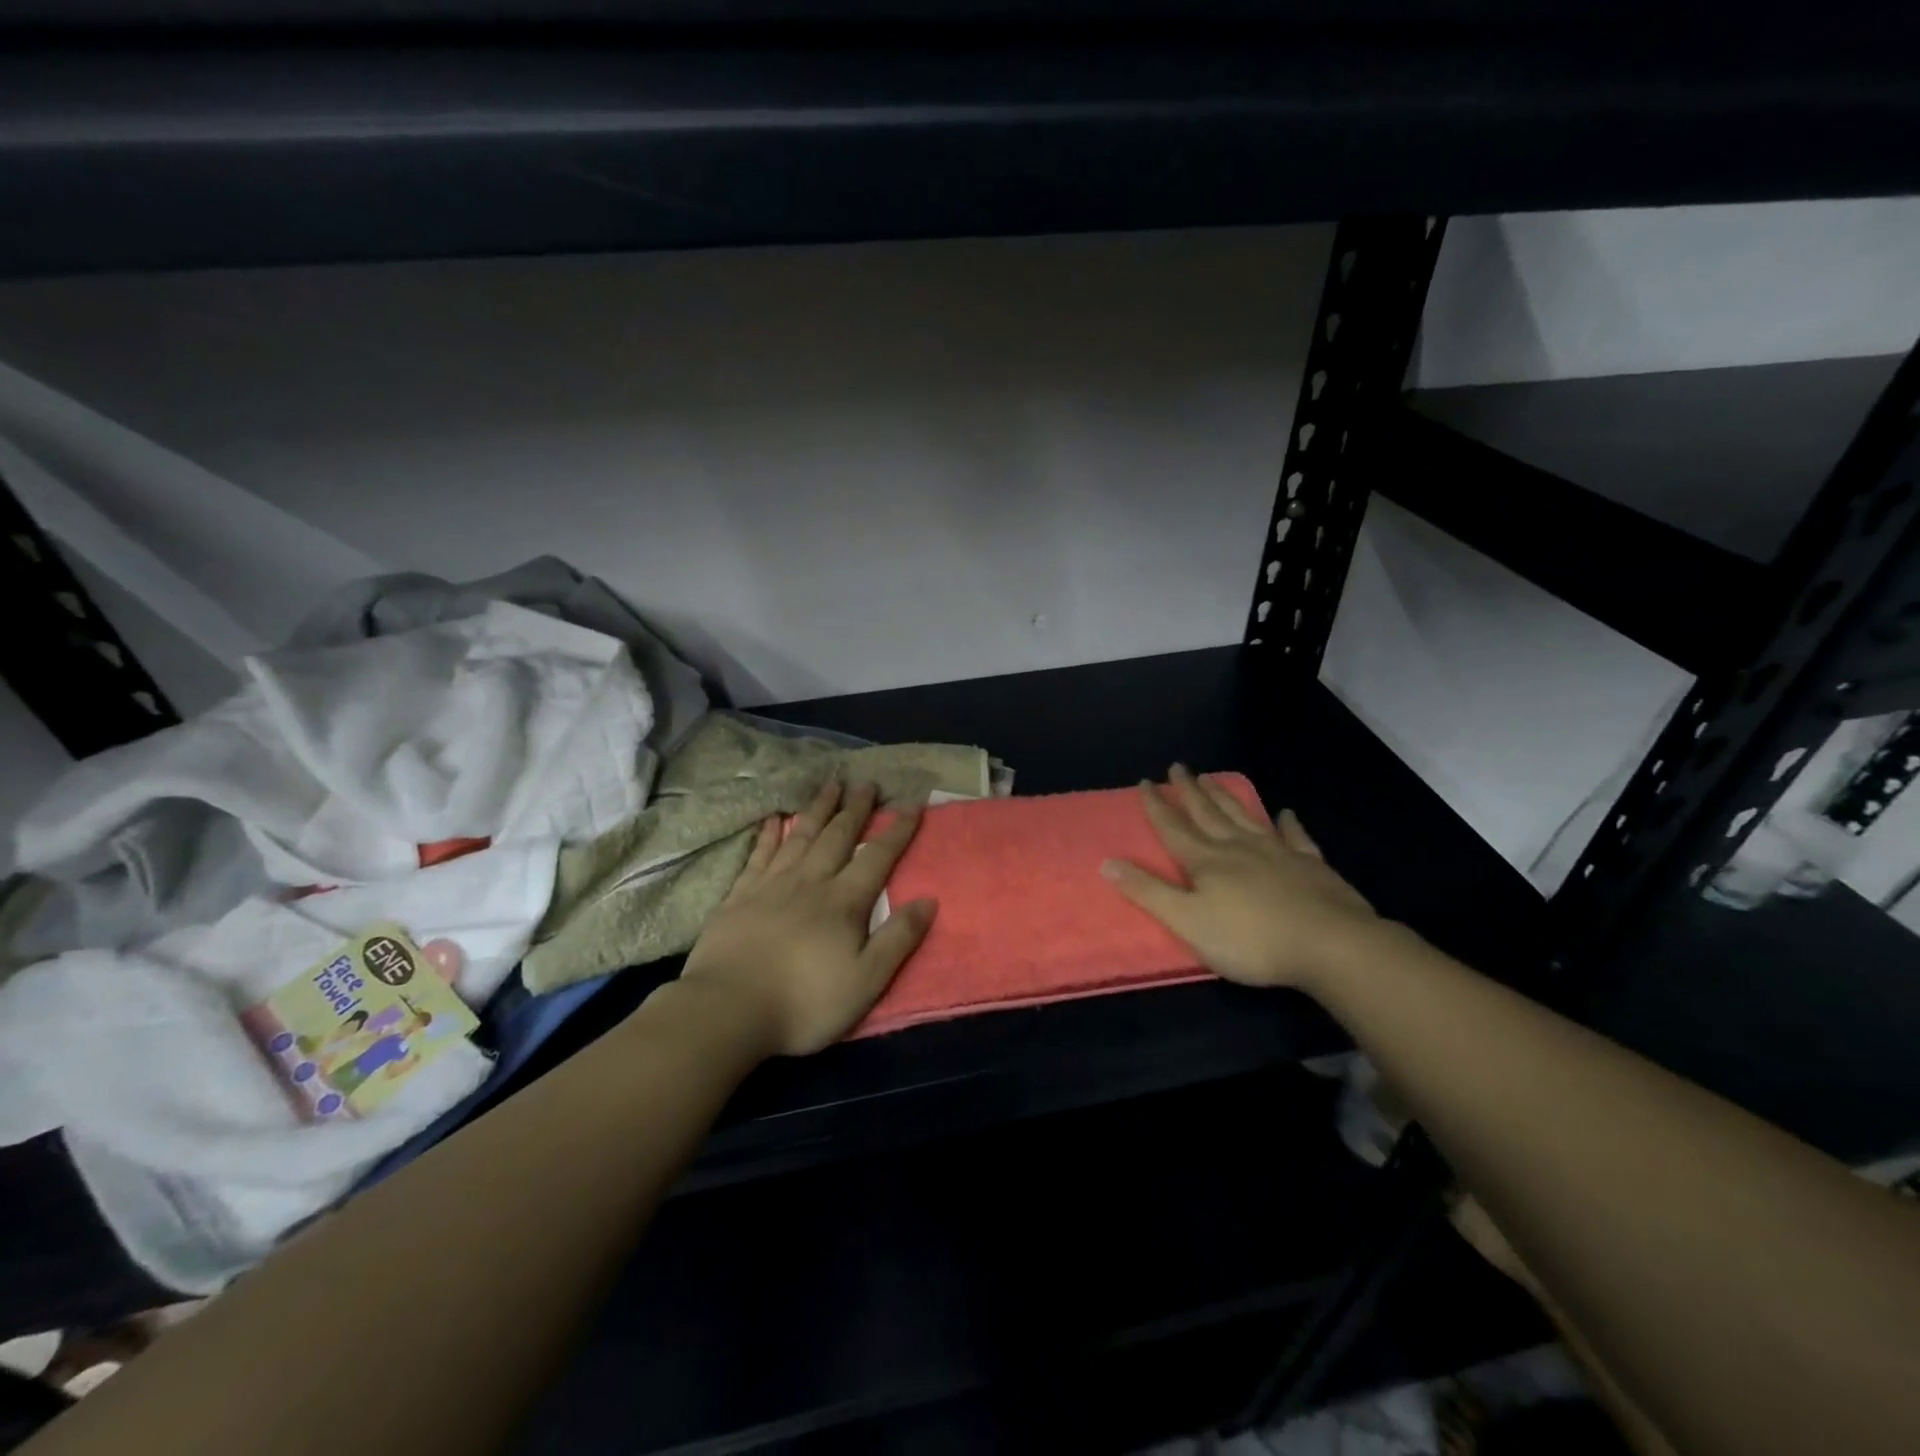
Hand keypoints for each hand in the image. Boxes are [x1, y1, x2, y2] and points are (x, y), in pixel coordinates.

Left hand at [680, 778, 936, 1055]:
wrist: (728, 1009)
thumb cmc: (804, 1002)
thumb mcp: (866, 981)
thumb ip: (898, 939)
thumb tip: (929, 900)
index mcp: (843, 901)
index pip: (877, 856)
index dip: (898, 830)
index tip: (913, 804)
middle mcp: (810, 882)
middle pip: (838, 836)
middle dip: (856, 809)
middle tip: (867, 783)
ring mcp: (771, 885)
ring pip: (801, 836)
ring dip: (819, 809)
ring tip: (830, 784)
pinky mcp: (740, 895)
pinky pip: (760, 855)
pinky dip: (769, 834)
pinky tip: (774, 818)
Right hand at [1100, 764, 1377, 990]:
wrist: (1330, 944)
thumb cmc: (1251, 940)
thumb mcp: (1188, 922)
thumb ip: (1148, 892)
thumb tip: (1107, 862)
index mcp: (1206, 862)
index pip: (1174, 828)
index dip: (1157, 806)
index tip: (1145, 781)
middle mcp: (1238, 848)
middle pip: (1208, 813)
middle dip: (1190, 791)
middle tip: (1178, 767)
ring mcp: (1278, 853)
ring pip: (1245, 817)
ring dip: (1226, 797)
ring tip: (1213, 777)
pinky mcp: (1310, 865)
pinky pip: (1295, 837)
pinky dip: (1288, 823)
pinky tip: (1285, 812)